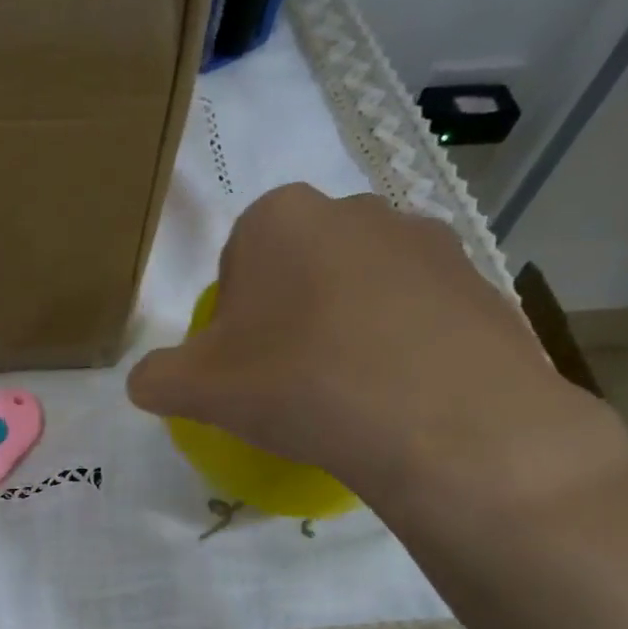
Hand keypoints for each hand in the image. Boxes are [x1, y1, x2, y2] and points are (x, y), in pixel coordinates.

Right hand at [127, 186, 627, 537]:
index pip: (236, 264)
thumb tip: (147, 382)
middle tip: (289, 381)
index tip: (243, 367)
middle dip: (288, 316)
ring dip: (346, 329)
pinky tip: (397, 397)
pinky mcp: (480, 281)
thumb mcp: (196, 390)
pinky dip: (401, 347)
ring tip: (348, 394)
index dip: (233, 320)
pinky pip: (417, 314)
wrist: (439, 419)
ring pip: (361, 288)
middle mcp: (355, 208)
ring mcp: (427, 240)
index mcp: (279, 217)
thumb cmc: (299, 383)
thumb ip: (156, 378)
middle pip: (299, 269)